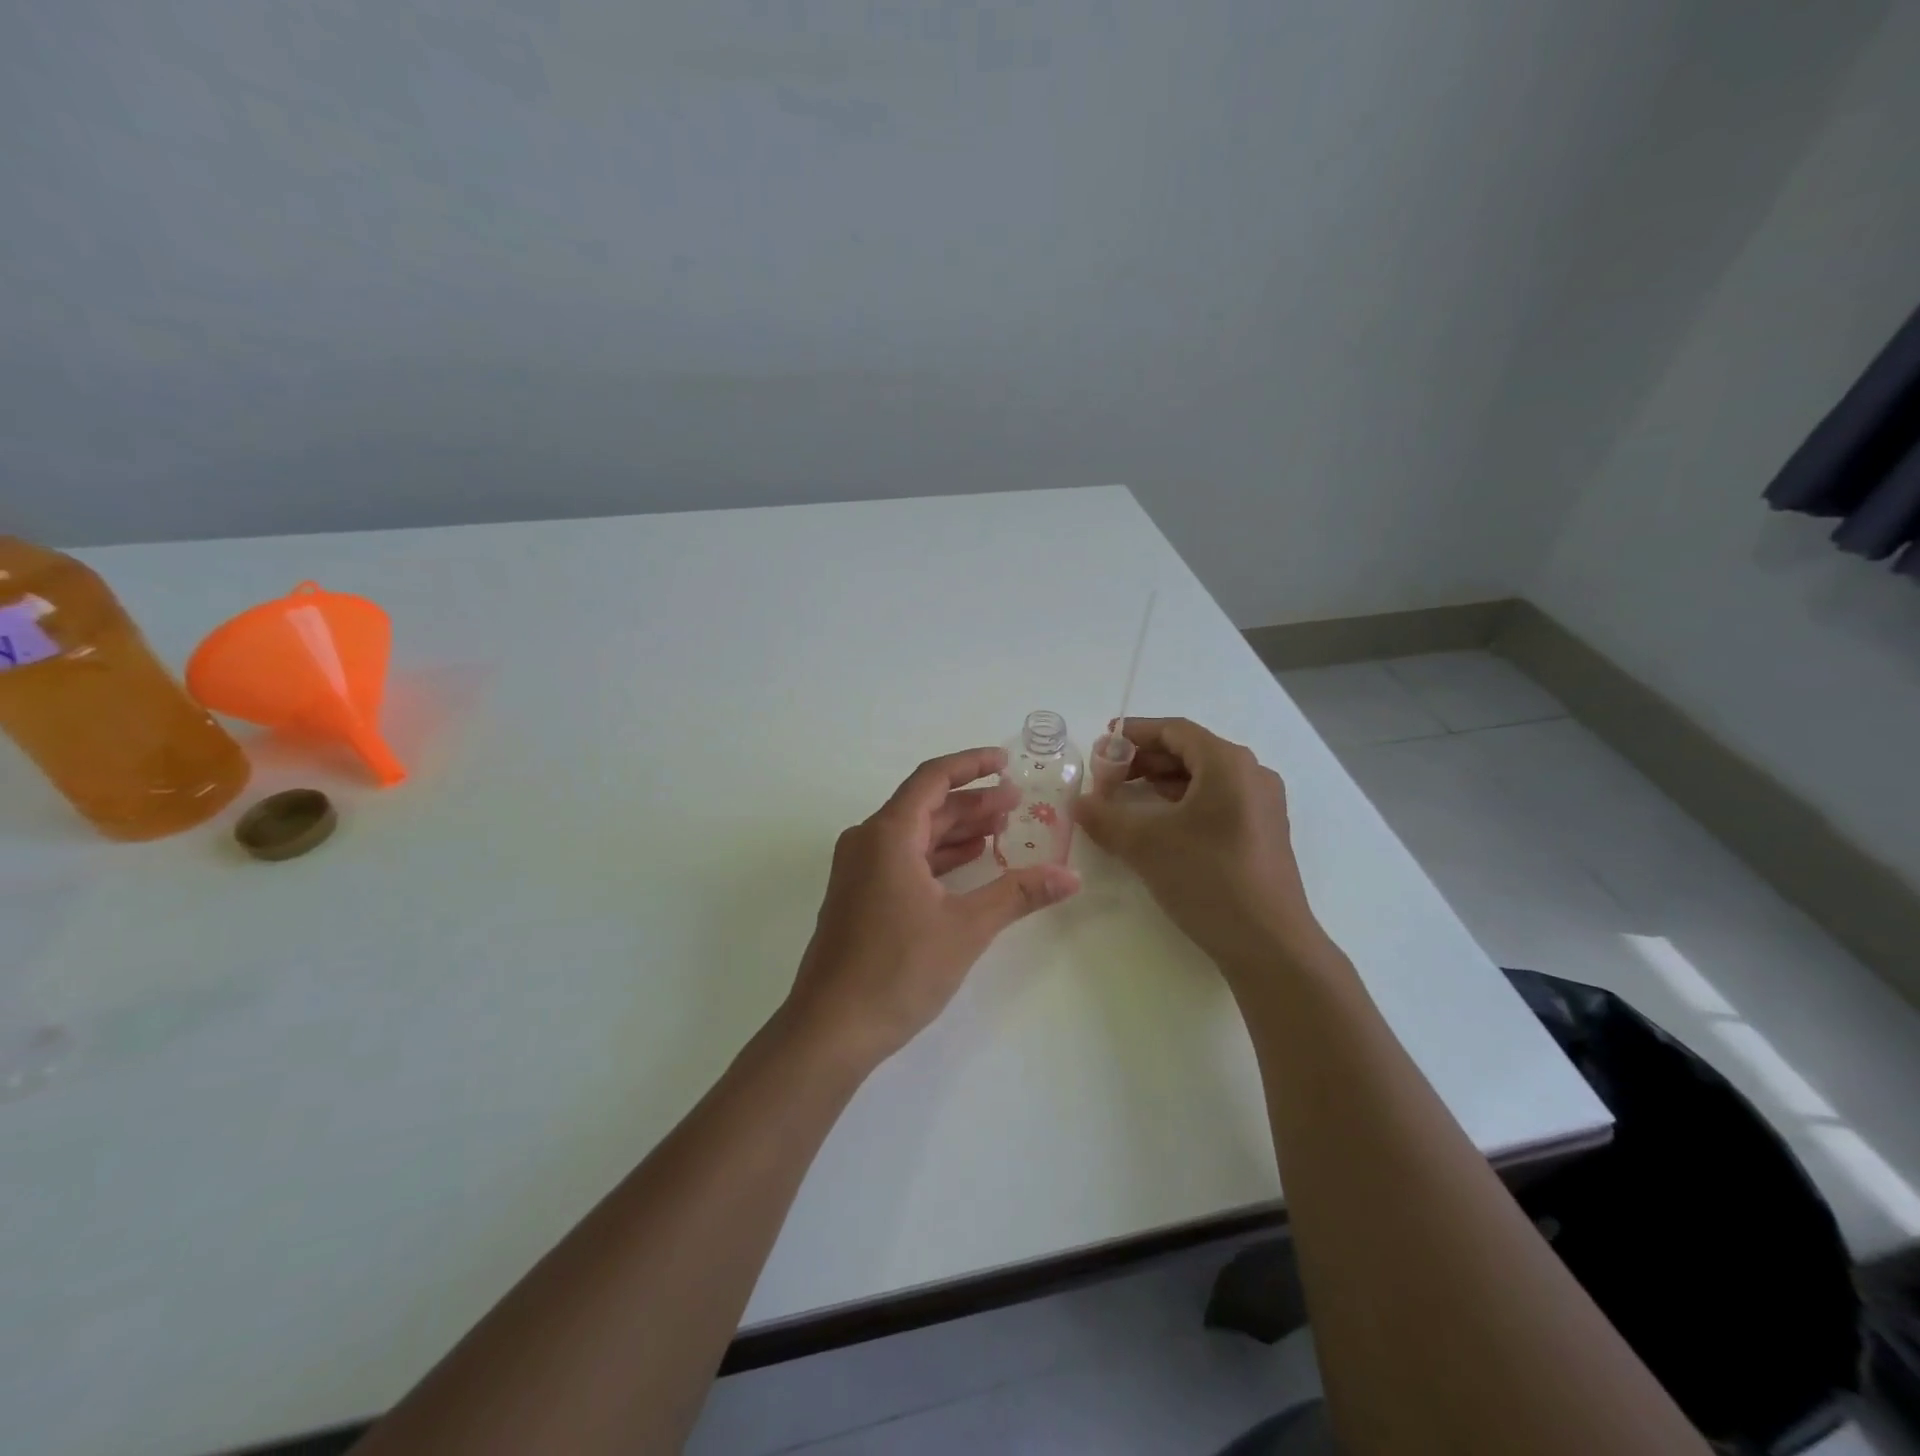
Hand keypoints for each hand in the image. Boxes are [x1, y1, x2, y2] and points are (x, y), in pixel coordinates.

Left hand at [786, 747, 1081, 1066]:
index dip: (971, 765)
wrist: (831, 1028)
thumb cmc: (898, 969)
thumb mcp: (966, 928)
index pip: (932, 778)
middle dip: (972, 801)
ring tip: (1001, 829)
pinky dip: (937, 855)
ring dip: (956, 829)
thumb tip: (1071, 876)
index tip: (1006, 763)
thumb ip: (1018, 894)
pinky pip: (902, 858)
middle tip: (1017, 803)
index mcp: (887, 835)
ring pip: (914, 833)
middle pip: (924, 805)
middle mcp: (867, 841)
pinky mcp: (858, 896)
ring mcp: (858, 870)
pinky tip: (967, 862)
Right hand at [1072, 718, 1322, 977]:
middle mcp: (1251, 775)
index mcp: (1228, 763)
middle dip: (1143, 760)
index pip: (1175, 730)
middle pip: (1189, 751)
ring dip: (1160, 783)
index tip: (1100, 744)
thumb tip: (1079, 803)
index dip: (1134, 733)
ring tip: (1123, 799)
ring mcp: (1261, 806)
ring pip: (1202, 779)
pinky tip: (1156, 825)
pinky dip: (1181, 804)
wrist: (1269, 945)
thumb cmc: (1208, 878)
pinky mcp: (1261, 834)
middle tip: (1106, 777)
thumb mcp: (1145, 844)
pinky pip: (1216, 802)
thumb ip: (1105, 816)